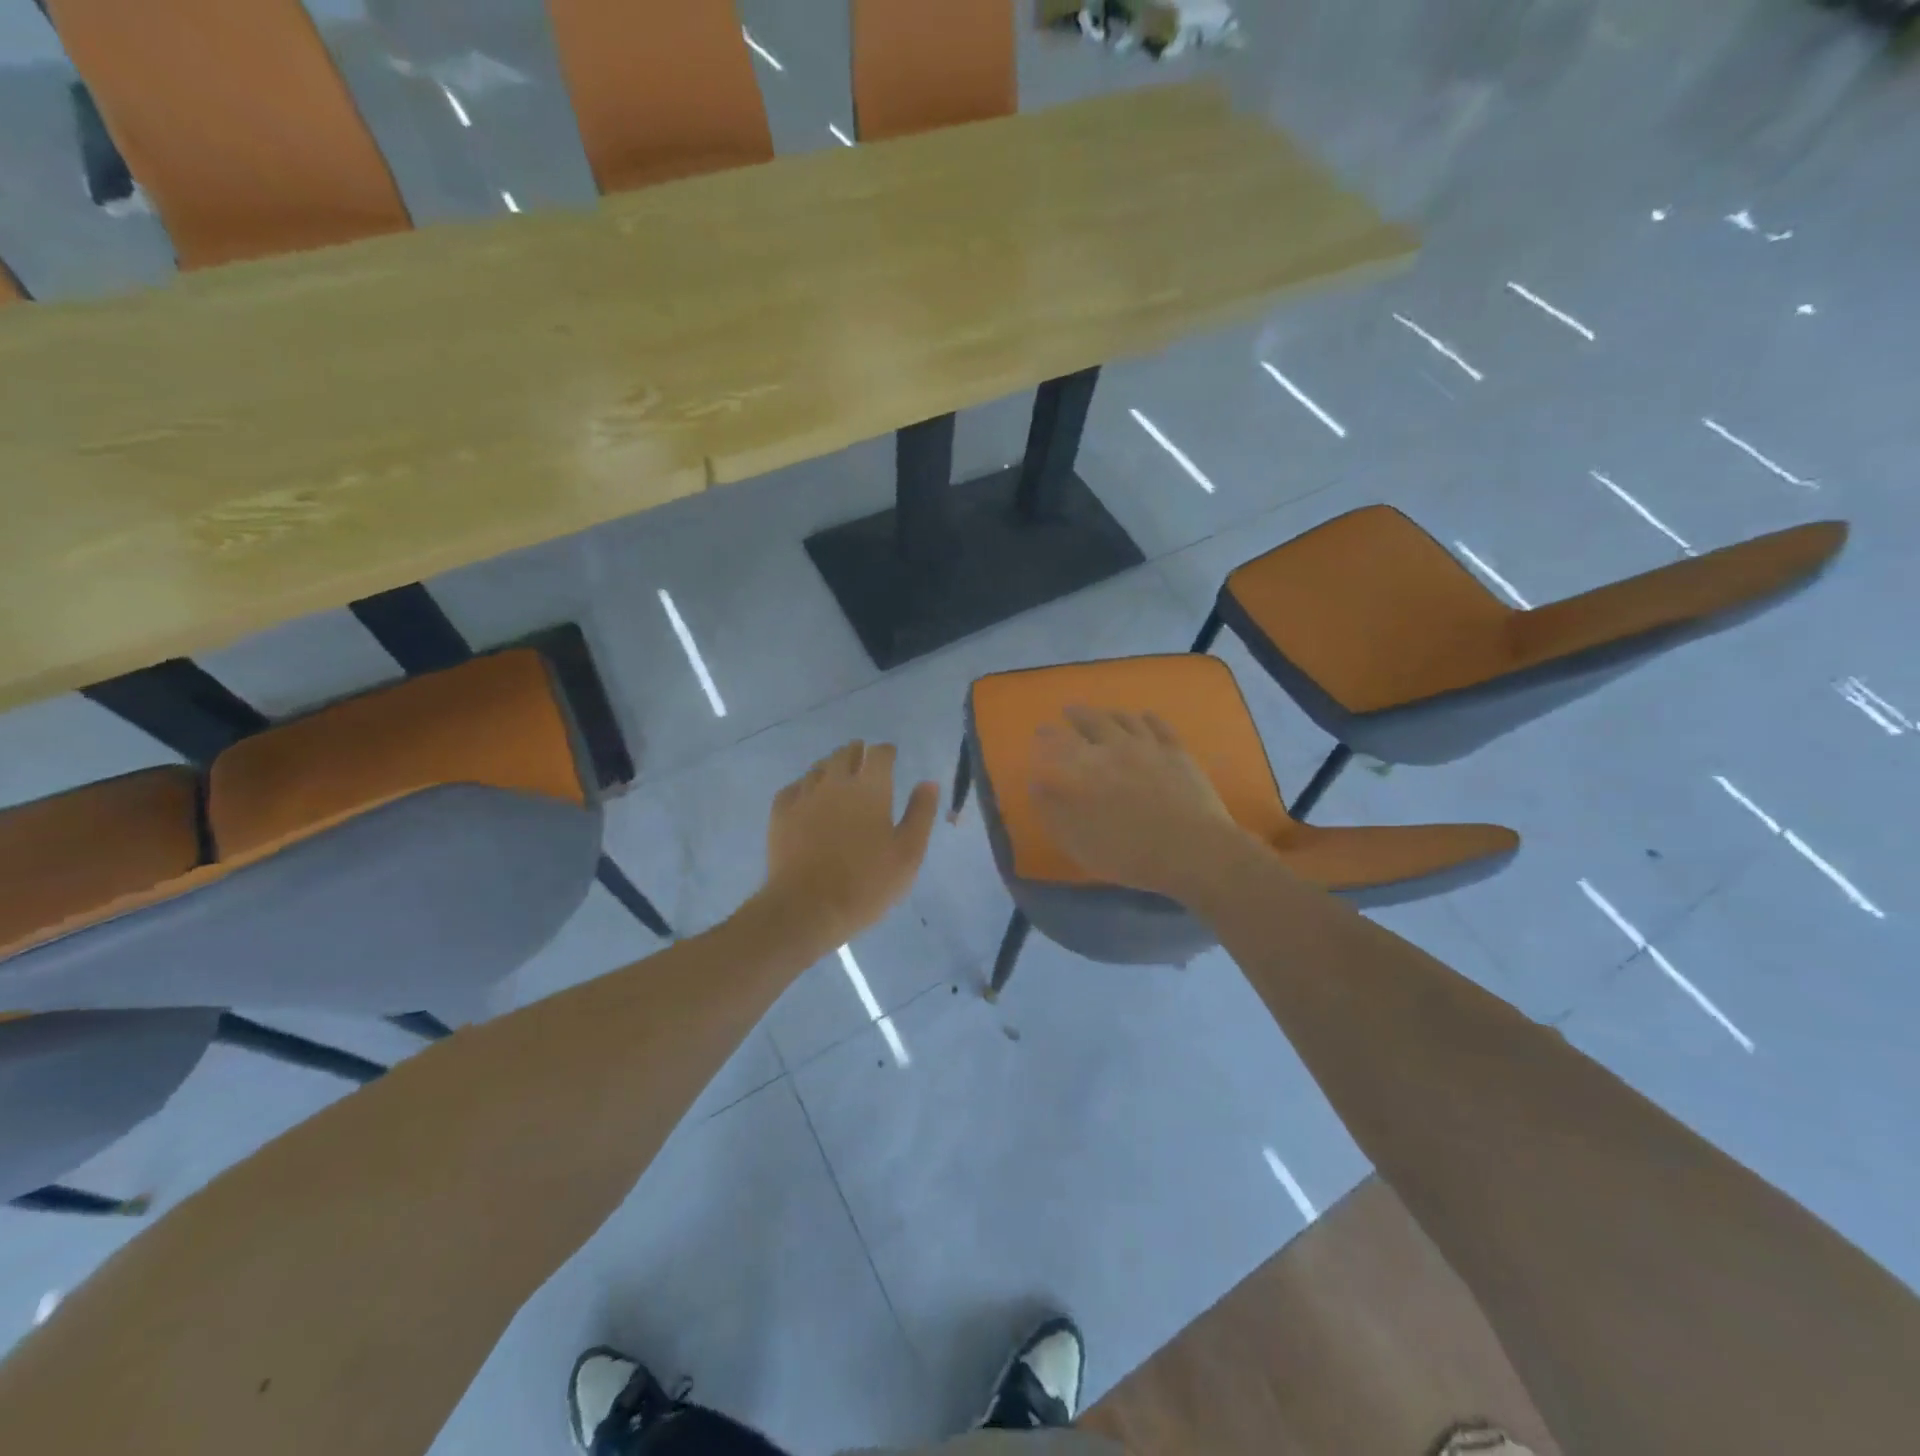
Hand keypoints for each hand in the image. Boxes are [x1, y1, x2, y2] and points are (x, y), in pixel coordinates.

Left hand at [760, 741, 938, 948]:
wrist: (806, 909)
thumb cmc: (866, 884)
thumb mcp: (908, 854)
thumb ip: (920, 814)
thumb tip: (928, 783)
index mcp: (870, 788)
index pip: (878, 753)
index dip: (886, 752)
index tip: (891, 758)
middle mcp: (835, 782)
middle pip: (846, 753)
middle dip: (858, 754)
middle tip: (866, 767)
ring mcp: (804, 795)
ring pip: (819, 767)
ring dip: (832, 768)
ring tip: (840, 782)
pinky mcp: (780, 813)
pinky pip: (795, 787)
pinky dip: (806, 787)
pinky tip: (810, 800)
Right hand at [1029, 706, 1258, 901]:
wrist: (1192, 851)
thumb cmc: (1128, 852)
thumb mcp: (1078, 840)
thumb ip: (1054, 810)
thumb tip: (1037, 782)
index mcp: (1088, 769)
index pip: (1061, 743)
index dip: (1048, 735)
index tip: (1040, 729)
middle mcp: (1116, 748)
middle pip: (1093, 722)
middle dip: (1078, 715)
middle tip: (1068, 710)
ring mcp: (1150, 748)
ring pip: (1126, 719)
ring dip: (1111, 713)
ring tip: (1103, 713)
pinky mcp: (1178, 754)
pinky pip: (1160, 726)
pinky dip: (1148, 718)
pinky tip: (1144, 716)